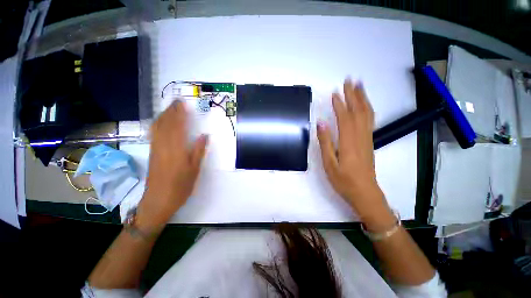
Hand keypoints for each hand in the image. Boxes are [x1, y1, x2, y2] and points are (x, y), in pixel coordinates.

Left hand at [137, 101, 207, 227]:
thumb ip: (198, 151)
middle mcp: (164, 146)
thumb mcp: (194, 170)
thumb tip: (204, 135)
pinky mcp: (152, 153)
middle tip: (177, 102)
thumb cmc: (180, 187)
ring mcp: (156, 149)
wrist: (157, 201)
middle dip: (171, 111)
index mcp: (176, 150)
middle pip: (166, 124)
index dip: (180, 114)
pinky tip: (160, 122)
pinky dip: (157, 124)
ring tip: (170, 108)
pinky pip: (153, 134)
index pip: (178, 127)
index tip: (183, 104)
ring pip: (157, 128)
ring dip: (163, 115)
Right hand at [317, 79, 392, 225]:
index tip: (334, 93)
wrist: (365, 193)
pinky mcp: (369, 142)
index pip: (345, 118)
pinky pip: (370, 121)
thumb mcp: (329, 163)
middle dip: (354, 95)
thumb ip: (325, 142)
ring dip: (363, 99)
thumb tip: (321, 123)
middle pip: (359, 111)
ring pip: (367, 114)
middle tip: (349, 81)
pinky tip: (363, 105)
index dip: (339, 104)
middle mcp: (361, 137)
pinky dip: (367, 109)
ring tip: (359, 86)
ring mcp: (367, 139)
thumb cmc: (344, 180)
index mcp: (349, 142)